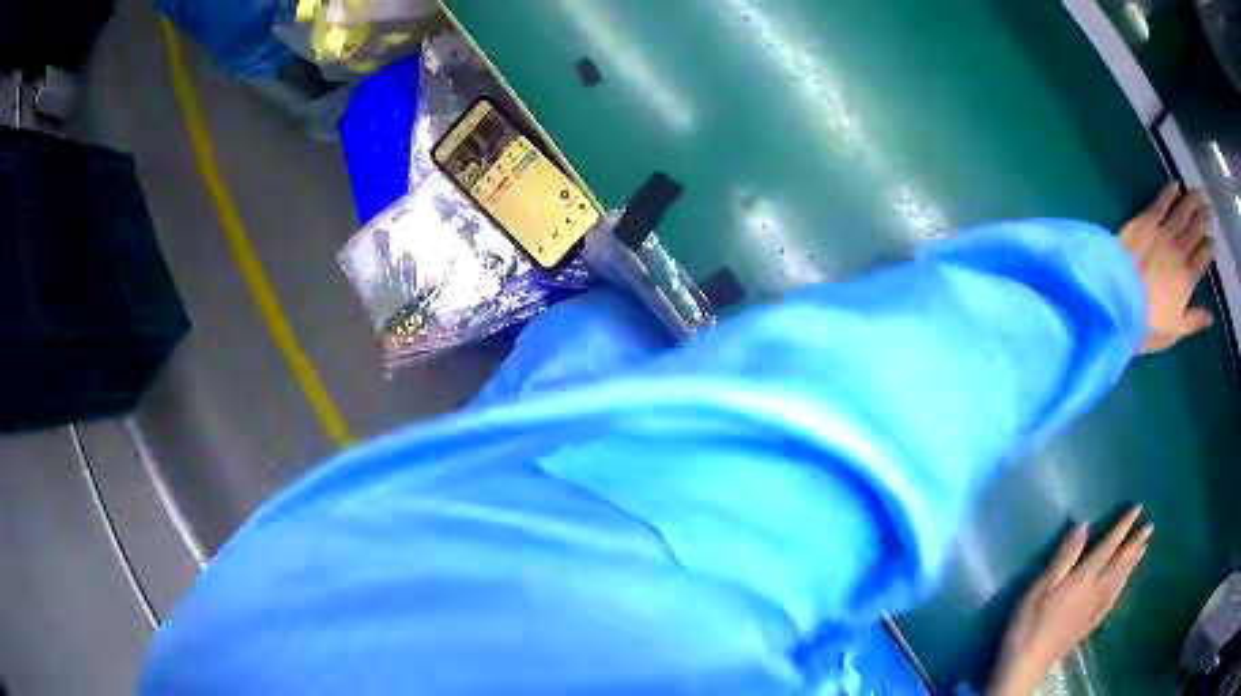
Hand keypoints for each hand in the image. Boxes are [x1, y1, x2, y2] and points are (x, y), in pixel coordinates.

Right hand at [987, 506, 1151, 695]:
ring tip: (1144, 548)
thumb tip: (1084, 524)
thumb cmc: (1029, 622)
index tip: (1137, 508)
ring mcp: (1094, 610)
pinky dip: (1123, 585)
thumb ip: (1064, 557)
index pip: (1108, 547)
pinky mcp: (1089, 625)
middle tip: (1150, 527)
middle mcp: (1095, 591)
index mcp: (1083, 578)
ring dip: (1133, 562)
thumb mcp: (1040, 587)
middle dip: (1135, 543)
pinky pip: (1113, 599)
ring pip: (1119, 581)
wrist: (1027, 664)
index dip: (1123, 527)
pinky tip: (1125, 581)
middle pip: (1120, 563)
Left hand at [1120, 183, 1214, 353]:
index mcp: (1187, 279)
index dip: (1209, 248)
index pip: (1203, 259)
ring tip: (1199, 192)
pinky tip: (1176, 184)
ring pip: (1181, 213)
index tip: (1213, 241)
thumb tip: (1211, 317)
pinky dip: (1169, 192)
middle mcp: (1178, 253)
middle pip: (1194, 231)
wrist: (1116, 302)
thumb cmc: (1147, 324)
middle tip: (1209, 208)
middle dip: (1203, 218)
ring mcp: (1162, 234)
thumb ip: (1194, 320)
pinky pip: (1159, 203)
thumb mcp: (1174, 331)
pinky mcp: (1144, 222)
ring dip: (1191, 201)